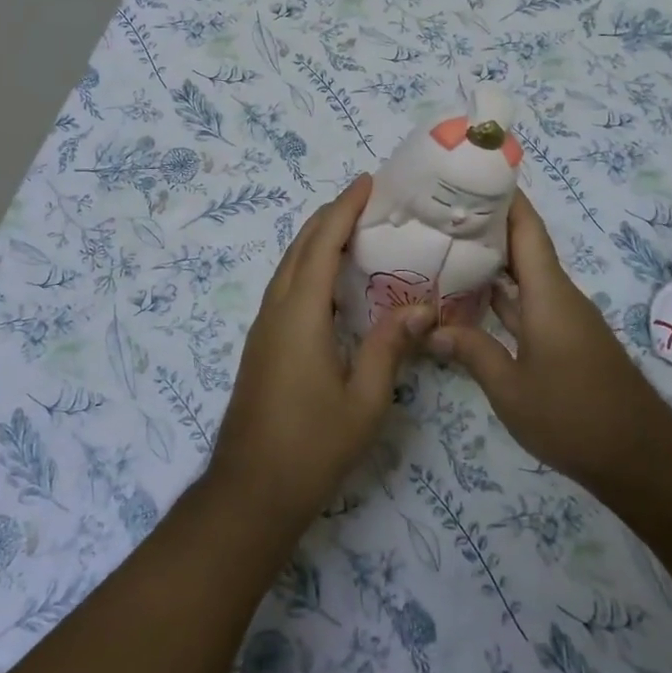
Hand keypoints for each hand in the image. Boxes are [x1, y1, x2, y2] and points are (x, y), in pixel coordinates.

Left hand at [207, 174, 431, 532]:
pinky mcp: (261, 344)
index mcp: (299, 314)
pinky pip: (285, 287)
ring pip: (288, 266)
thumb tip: (422, 306)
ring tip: (352, 229)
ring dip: (316, 240)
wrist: (250, 490)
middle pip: (300, 247)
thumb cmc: (312, 445)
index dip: (344, 209)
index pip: (322, 244)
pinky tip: (330, 282)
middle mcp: (275, 310)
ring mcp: (263, 327)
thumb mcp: (364, 399)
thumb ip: (389, 346)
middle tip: (365, 199)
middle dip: (330, 217)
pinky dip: (308, 266)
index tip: (366, 183)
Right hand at [431, 191, 664, 497]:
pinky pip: (528, 301)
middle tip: (440, 212)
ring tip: (446, 246)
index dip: (504, 196)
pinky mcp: (565, 338)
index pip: (526, 228)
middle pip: (523, 245)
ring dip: (492, 260)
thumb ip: (471, 351)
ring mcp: (563, 317)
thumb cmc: (573, 415)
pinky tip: (471, 299)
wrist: (639, 457)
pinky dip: (501, 294)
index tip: (473, 173)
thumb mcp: (510, 389)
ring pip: (524, 275)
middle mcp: (557, 295)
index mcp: (548, 293)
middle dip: (486, 224)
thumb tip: (431, 327)